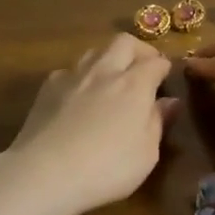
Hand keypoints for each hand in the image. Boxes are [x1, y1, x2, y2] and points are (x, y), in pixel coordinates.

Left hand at [3, 34, 177, 214]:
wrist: (44, 173)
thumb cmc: (106, 168)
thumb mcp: (147, 154)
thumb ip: (158, 122)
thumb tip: (170, 101)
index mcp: (135, 84)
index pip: (156, 62)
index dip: (164, 67)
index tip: (166, 78)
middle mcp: (105, 71)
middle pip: (125, 42)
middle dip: (138, 50)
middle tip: (142, 68)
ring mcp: (74, 76)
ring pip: (95, 51)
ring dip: (108, 58)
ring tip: (111, 78)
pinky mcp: (48, 88)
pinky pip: (69, 71)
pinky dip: (79, 78)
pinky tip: (77, 97)